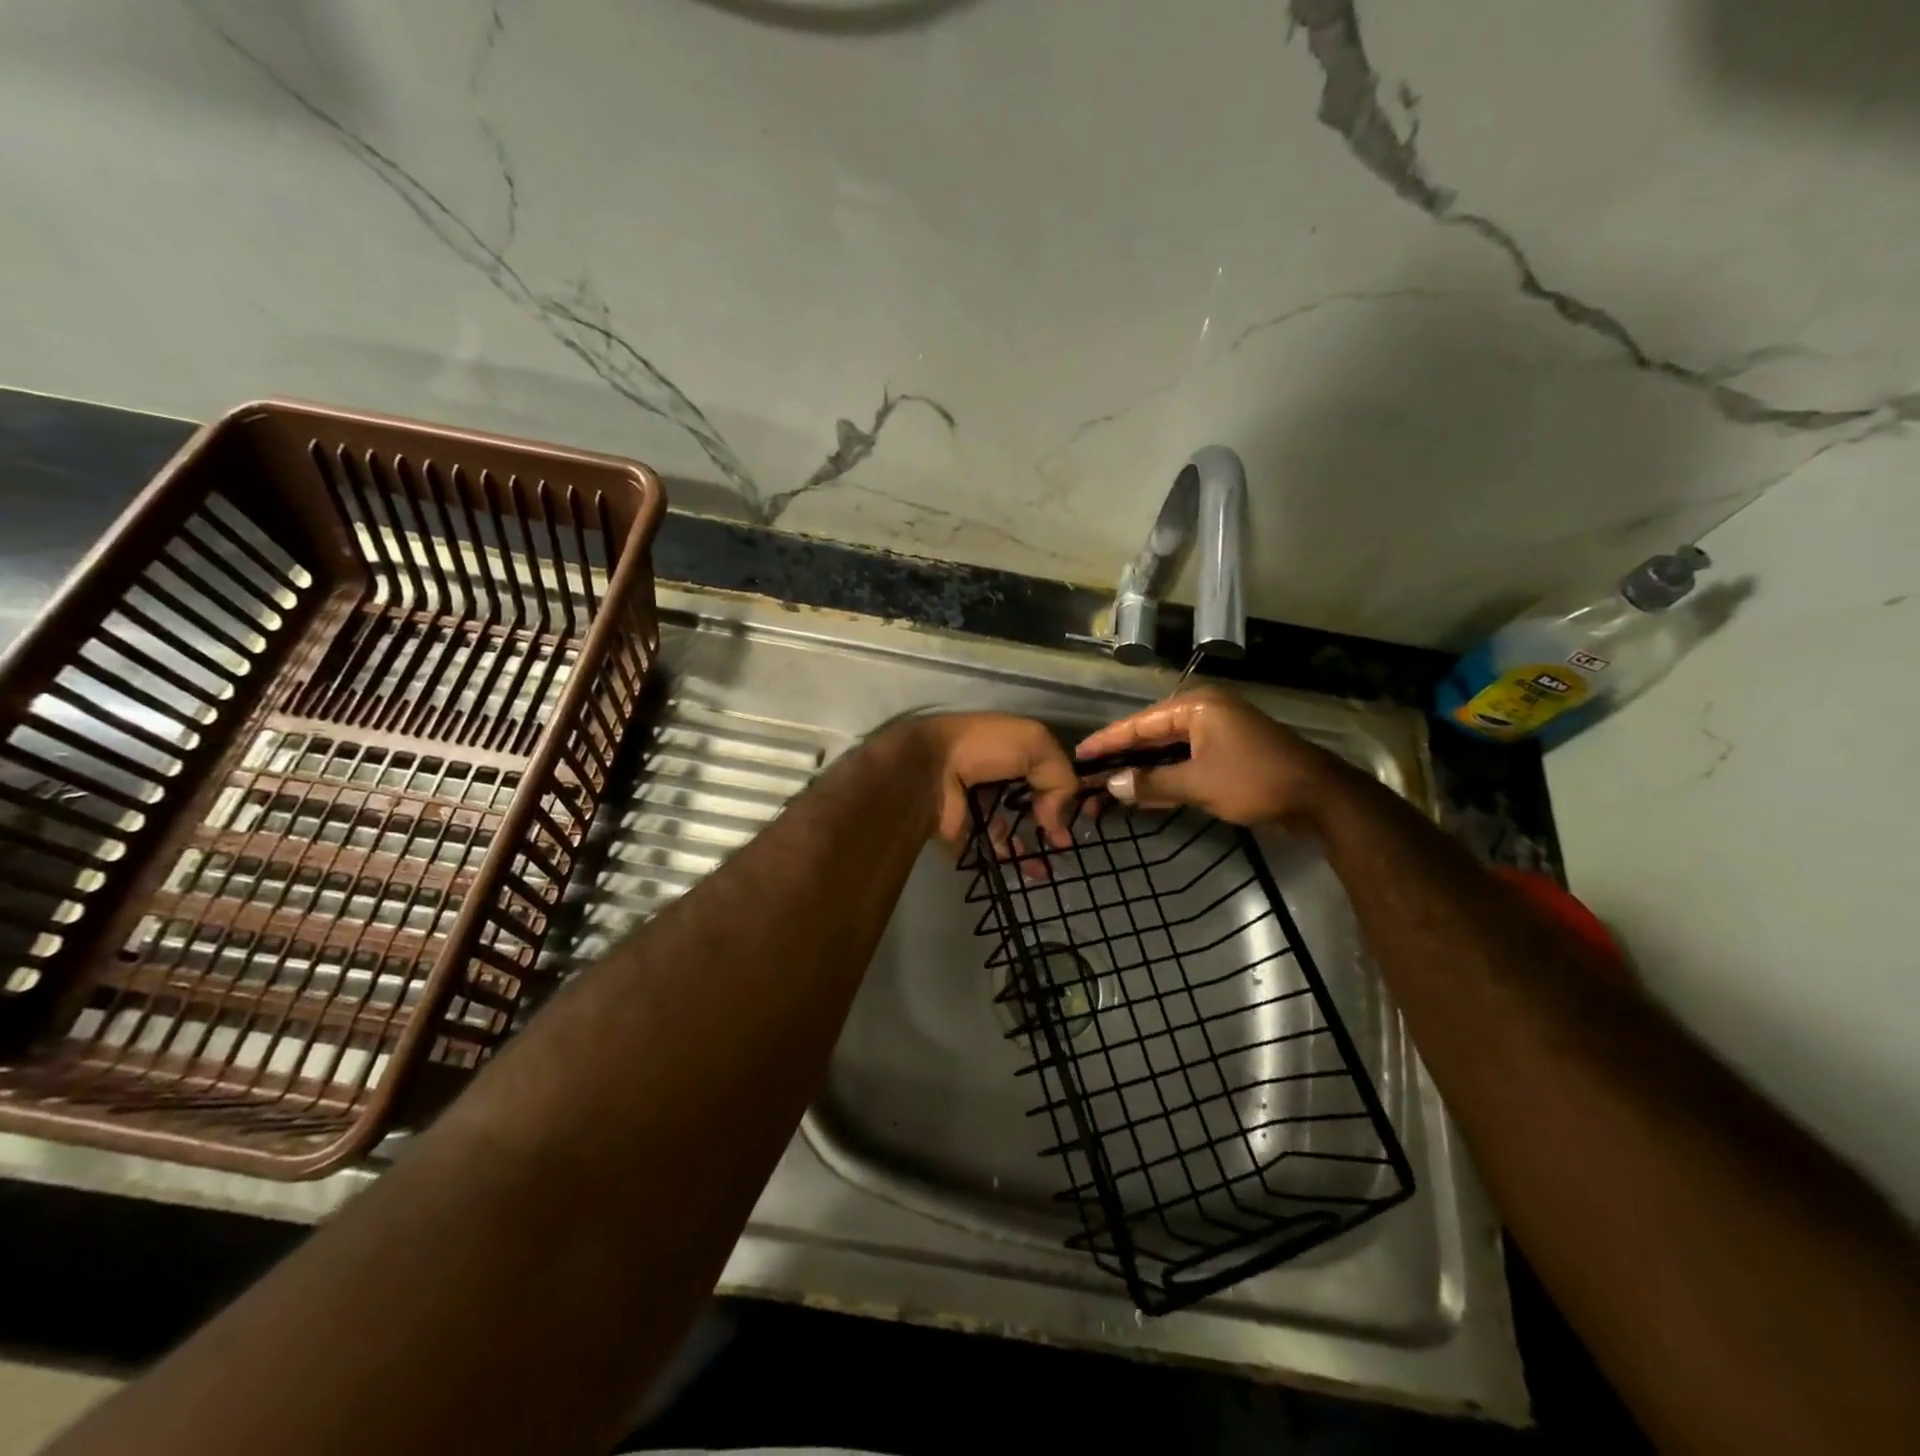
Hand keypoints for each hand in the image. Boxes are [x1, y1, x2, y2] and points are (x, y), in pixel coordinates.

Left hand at [887, 713, 1078, 847]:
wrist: (930, 769)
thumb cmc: (985, 747)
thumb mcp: (1035, 744)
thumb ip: (1060, 776)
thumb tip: (1057, 819)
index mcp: (1010, 749)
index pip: (1044, 770)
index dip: (1062, 790)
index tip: (1080, 813)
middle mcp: (995, 776)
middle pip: (1028, 802)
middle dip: (1049, 822)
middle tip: (1066, 843)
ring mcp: (978, 806)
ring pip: (1011, 830)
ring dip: (1032, 847)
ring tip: (1051, 865)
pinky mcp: (965, 833)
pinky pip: (992, 851)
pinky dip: (1012, 862)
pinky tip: (1032, 870)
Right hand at [1072, 687, 1347, 826]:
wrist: (1321, 798)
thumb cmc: (1255, 781)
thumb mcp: (1198, 783)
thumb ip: (1152, 783)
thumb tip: (1112, 786)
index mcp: (1195, 707)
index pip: (1138, 723)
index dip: (1107, 741)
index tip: (1079, 754)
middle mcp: (1204, 713)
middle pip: (1151, 736)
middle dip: (1121, 759)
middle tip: (1088, 777)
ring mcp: (1218, 734)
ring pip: (1167, 752)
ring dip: (1142, 772)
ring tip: (1107, 789)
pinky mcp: (1228, 755)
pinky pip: (1185, 763)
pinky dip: (1165, 778)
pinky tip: (1142, 794)